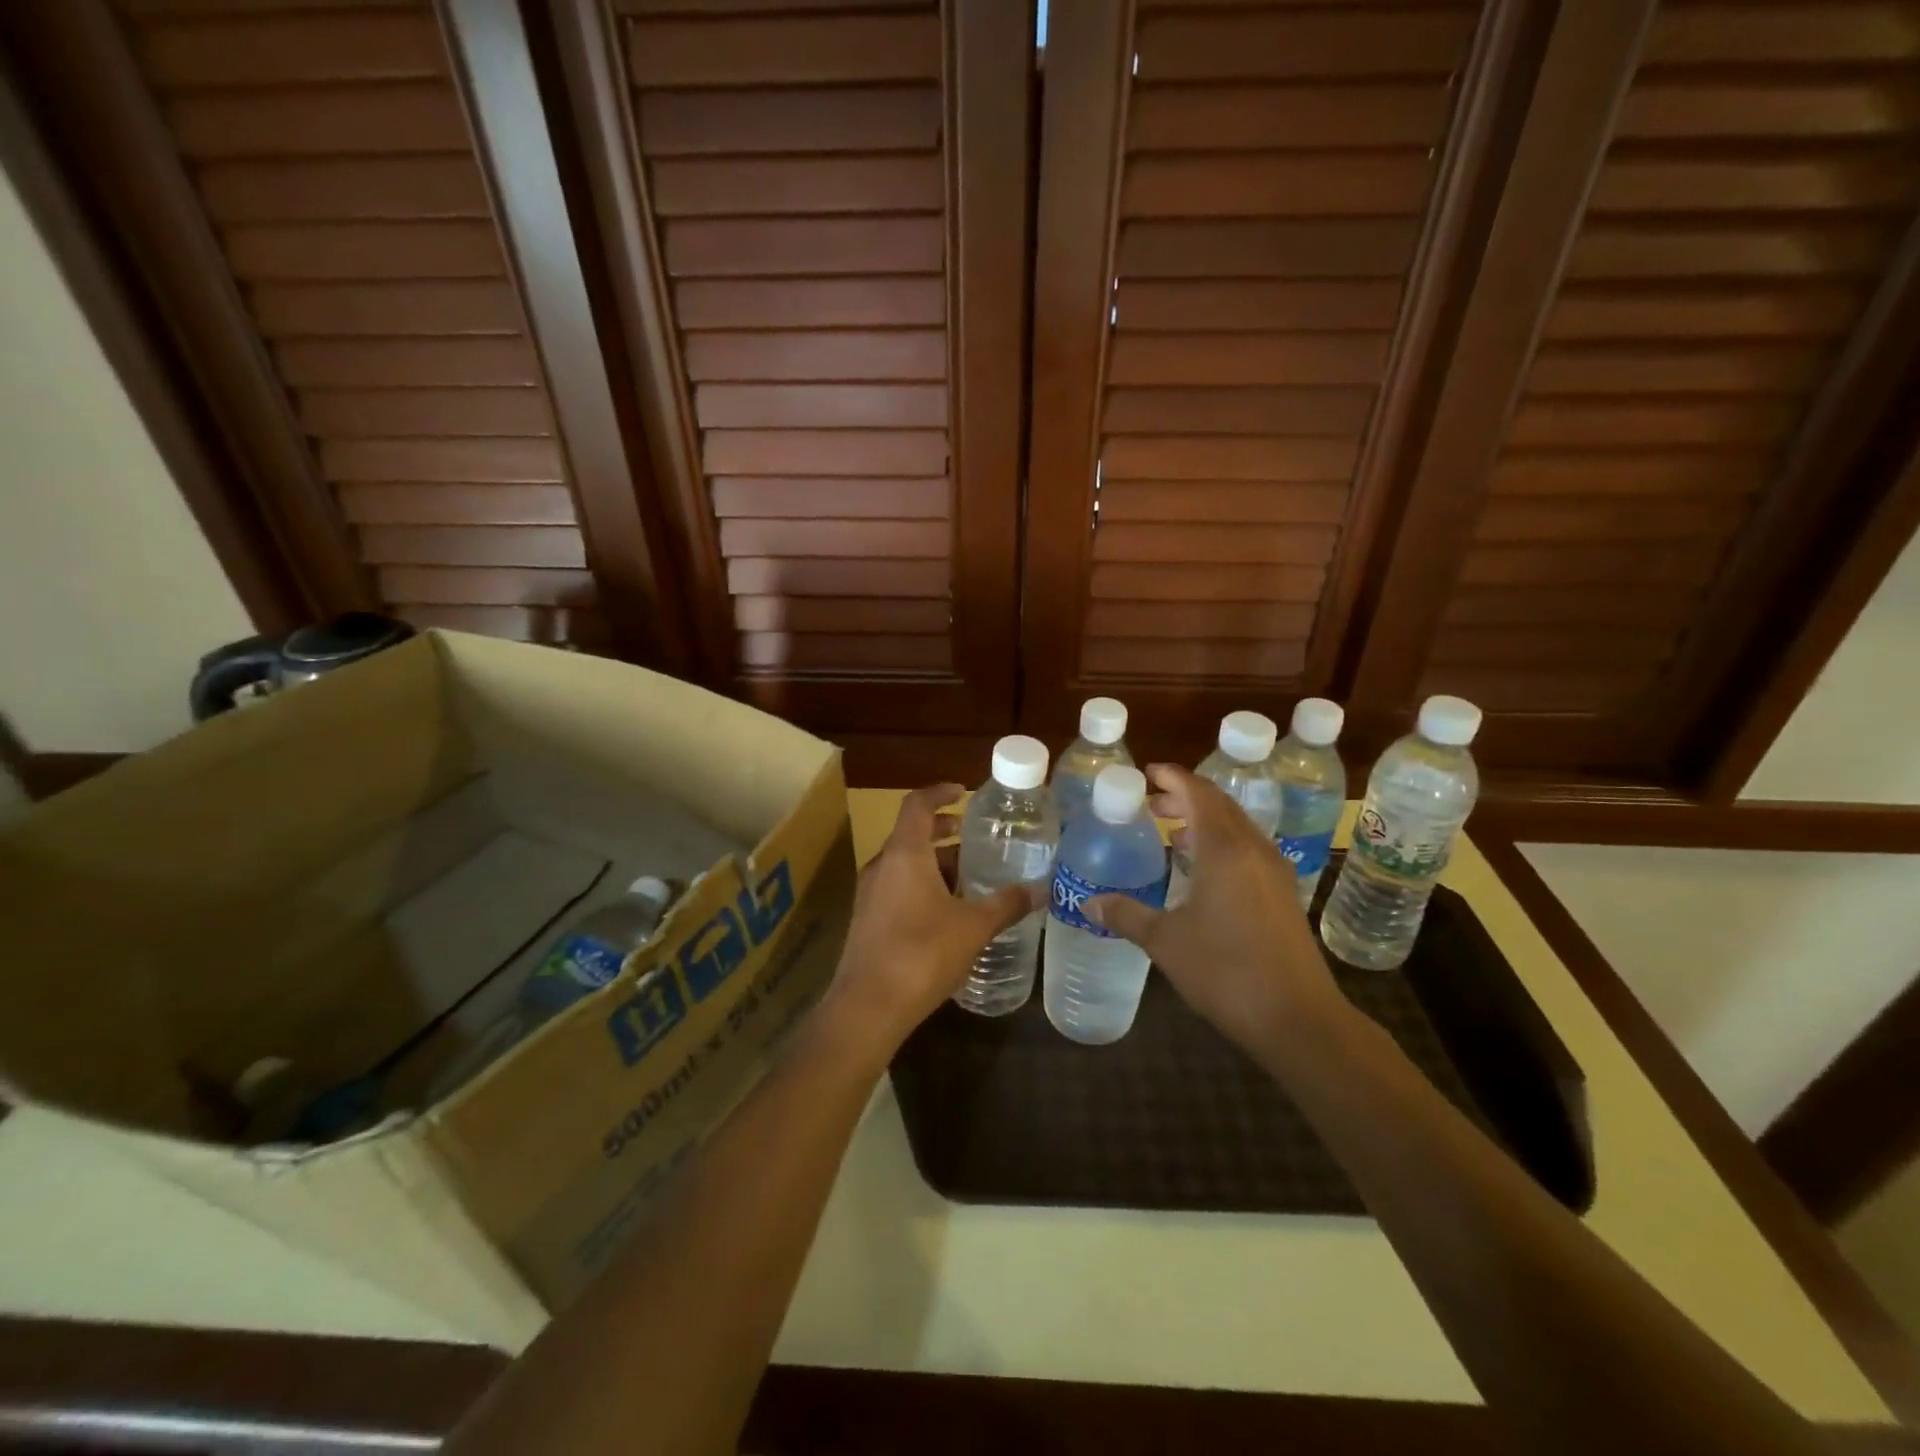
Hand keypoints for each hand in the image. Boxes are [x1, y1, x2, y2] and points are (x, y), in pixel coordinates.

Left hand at [821, 783, 1040, 1055]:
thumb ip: (1007, 904)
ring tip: (969, 876)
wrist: (868, 1007)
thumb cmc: (922, 953)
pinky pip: (898, 888)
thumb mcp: (973, 926)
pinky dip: (923, 886)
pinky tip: (948, 912)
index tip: (963, 792)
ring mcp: (870, 894)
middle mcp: (882, 866)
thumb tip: (1042, 889)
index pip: (917, 805)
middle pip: (911, 834)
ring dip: (934, 862)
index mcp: (904, 853)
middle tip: (974, 837)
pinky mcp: (867, 921)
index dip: (940, 792)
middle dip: (943, 831)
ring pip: (905, 864)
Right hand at [1089, 764, 1344, 1060]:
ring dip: (1205, 820)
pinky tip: (1203, 870)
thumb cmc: (1226, 971)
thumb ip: (1126, 915)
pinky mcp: (1283, 895)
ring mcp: (1274, 872)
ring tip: (1172, 833)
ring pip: (1237, 828)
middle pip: (1220, 806)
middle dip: (1185, 797)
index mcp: (1225, 850)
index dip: (1173, 777)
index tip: (1147, 772)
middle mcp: (1254, 850)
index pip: (1198, 794)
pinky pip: (1248, 850)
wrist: (1297, 1017)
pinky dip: (1221, 844)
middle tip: (1151, 805)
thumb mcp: (1165, 941)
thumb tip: (1088, 903)